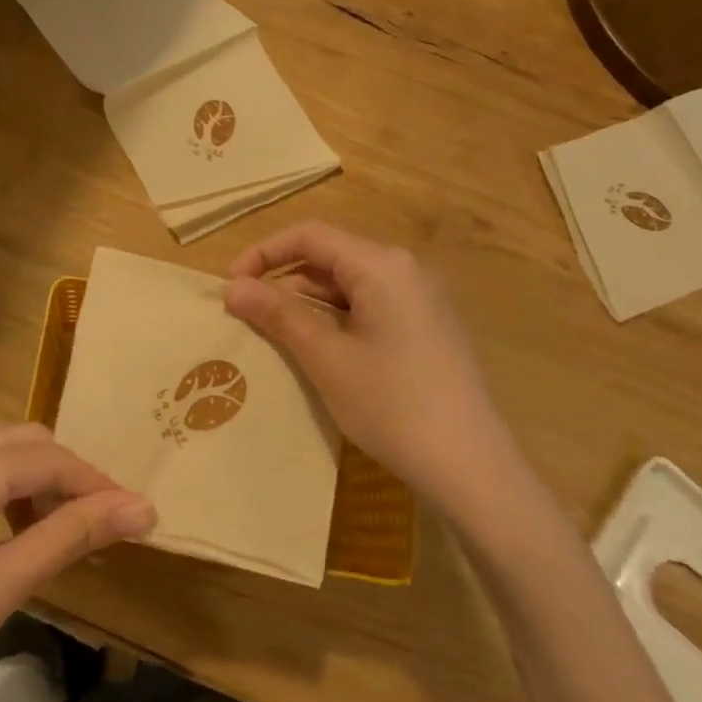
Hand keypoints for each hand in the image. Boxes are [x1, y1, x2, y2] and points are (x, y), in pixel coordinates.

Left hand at [0, 425, 154, 701]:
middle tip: (96, 530)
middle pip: (20, 442)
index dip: (96, 485)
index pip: (47, 458)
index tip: (137, 516)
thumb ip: (72, 535)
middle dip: (65, 480)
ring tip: (53, 536)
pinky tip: (4, 532)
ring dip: (30, 482)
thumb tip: (143, 508)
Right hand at [223, 222, 522, 514]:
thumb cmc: (392, 406)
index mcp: (382, 266)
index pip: (311, 235)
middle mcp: (405, 270)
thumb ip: (278, 315)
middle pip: (331, 256)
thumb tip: (232, 287)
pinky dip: (335, 318)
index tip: (230, 286)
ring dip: (307, 302)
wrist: (471, 466)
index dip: (263, 253)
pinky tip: (317, 349)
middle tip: (246, 313)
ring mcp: (421, 299)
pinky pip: (370, 306)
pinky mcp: (426, 327)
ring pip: (349, 284)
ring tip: (273, 334)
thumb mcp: (327, 358)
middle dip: (283, 278)